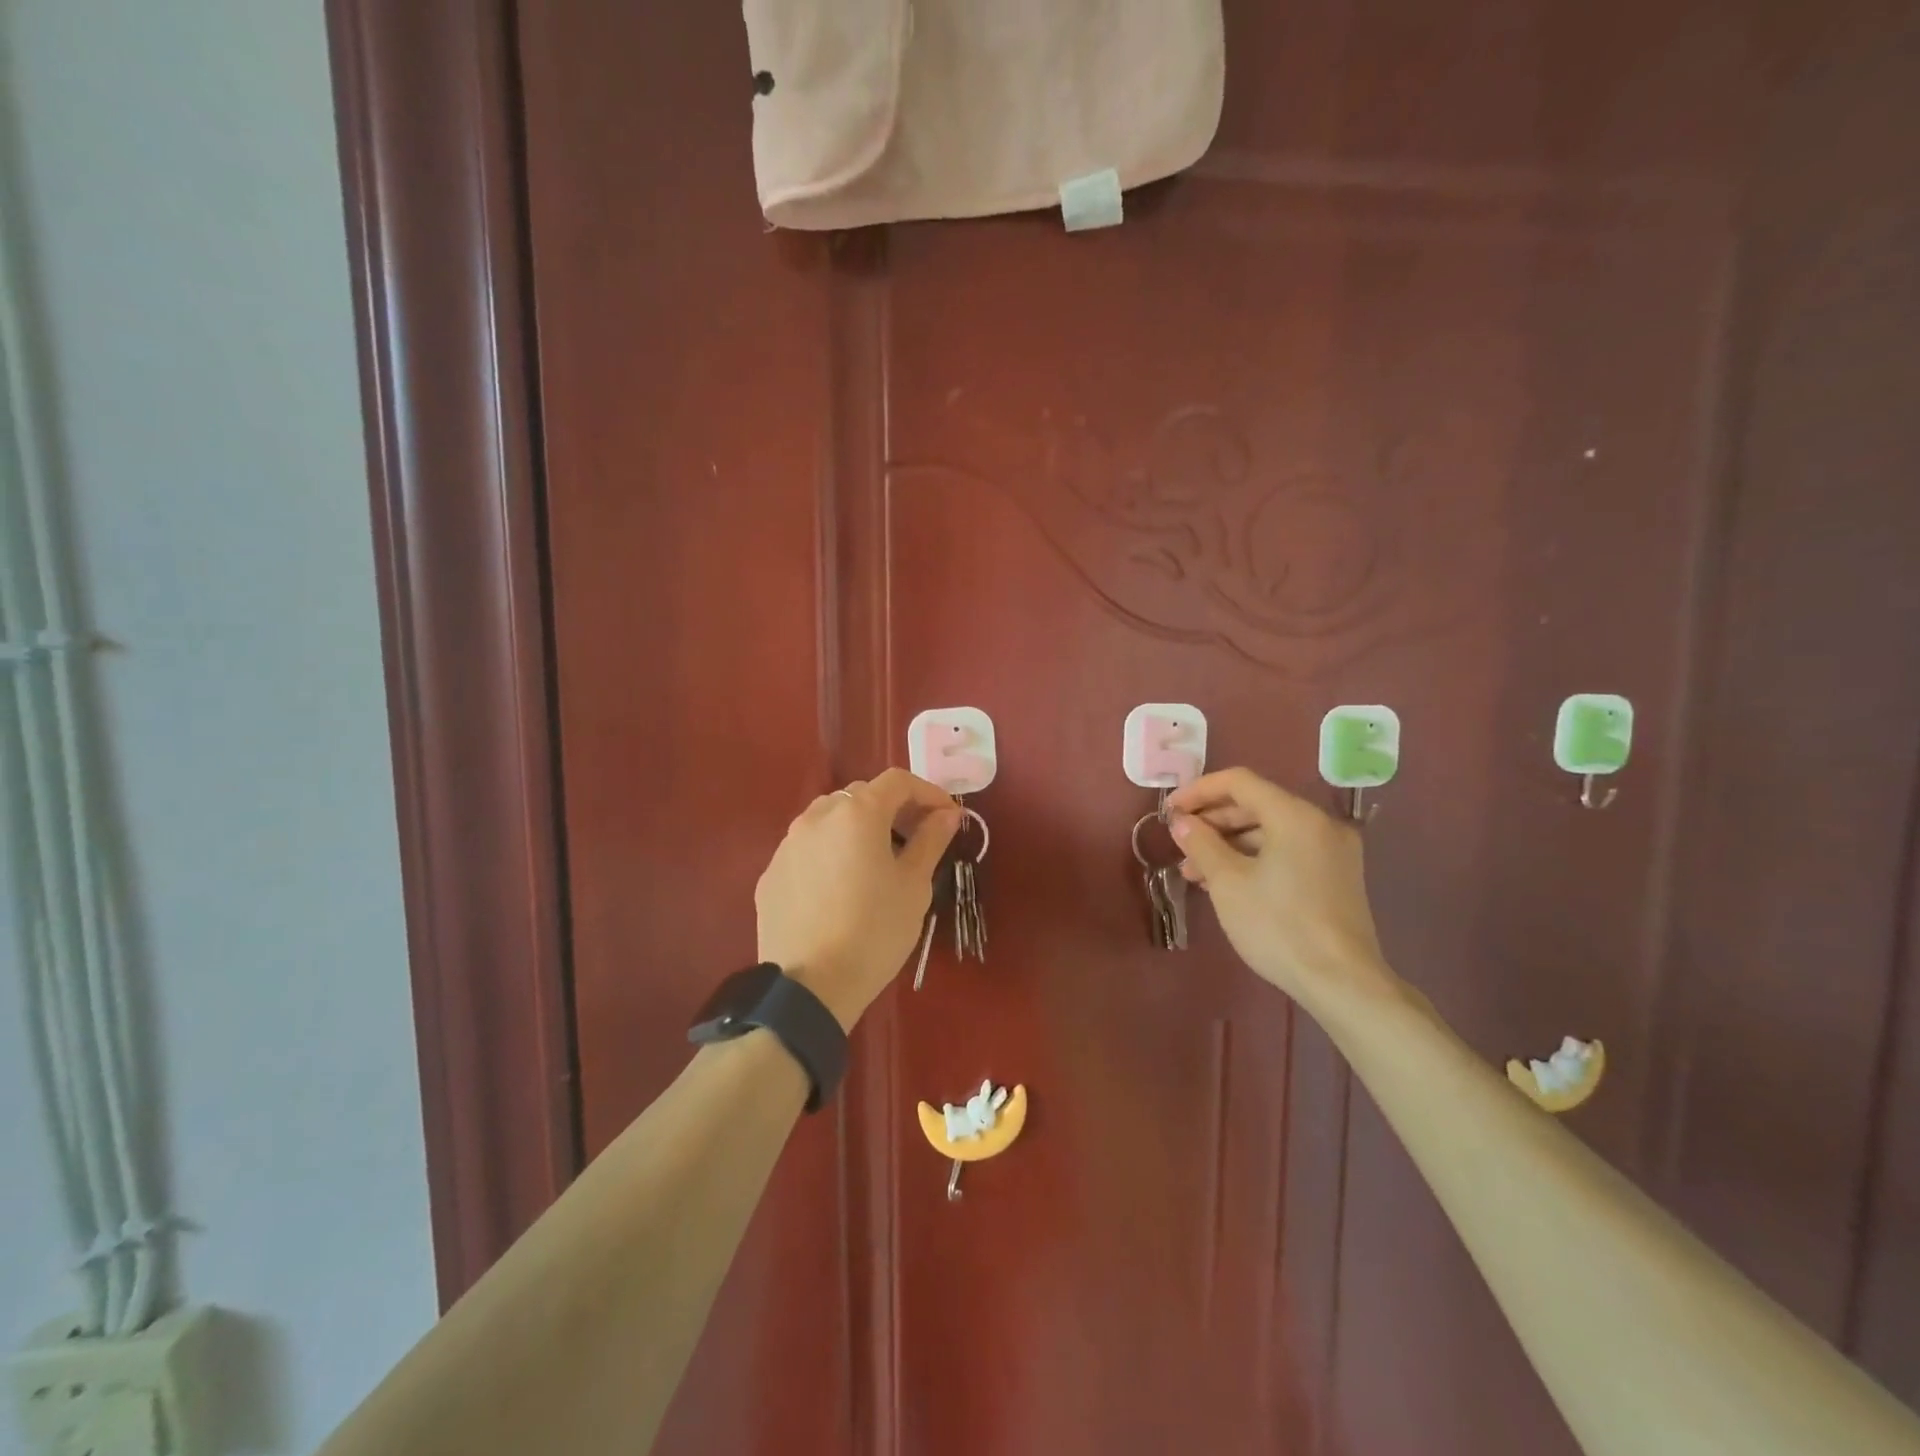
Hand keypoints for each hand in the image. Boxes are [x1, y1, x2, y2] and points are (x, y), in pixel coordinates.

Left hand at [756, 768, 960, 1028]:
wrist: (809, 987)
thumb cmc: (874, 931)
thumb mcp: (914, 885)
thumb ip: (931, 840)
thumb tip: (948, 813)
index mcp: (857, 813)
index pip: (898, 781)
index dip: (928, 792)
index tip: (947, 816)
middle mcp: (817, 816)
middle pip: (862, 795)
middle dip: (893, 809)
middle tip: (916, 839)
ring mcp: (788, 844)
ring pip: (830, 819)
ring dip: (858, 828)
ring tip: (877, 861)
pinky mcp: (771, 873)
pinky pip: (808, 848)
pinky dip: (831, 853)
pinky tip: (841, 887)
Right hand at [1167, 768, 1398, 1013]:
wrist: (1342, 983)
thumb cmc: (1278, 926)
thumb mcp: (1228, 882)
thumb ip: (1201, 843)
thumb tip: (1182, 822)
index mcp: (1295, 815)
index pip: (1239, 782)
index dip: (1199, 791)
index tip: (1170, 811)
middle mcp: (1319, 823)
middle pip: (1256, 804)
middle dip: (1213, 821)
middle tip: (1180, 842)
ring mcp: (1333, 850)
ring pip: (1270, 831)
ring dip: (1230, 843)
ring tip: (1195, 871)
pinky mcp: (1337, 875)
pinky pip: (1288, 851)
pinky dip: (1255, 857)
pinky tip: (1227, 881)